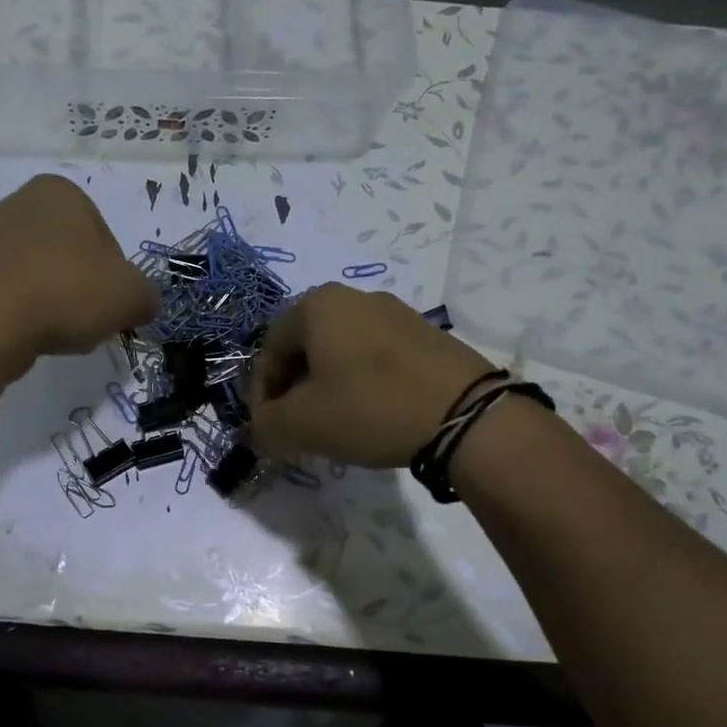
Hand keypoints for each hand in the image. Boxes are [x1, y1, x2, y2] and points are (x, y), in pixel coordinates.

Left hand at [0, 175, 158, 373]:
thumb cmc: (64, 292)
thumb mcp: (131, 296)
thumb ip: (146, 296)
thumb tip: (141, 305)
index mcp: (60, 192)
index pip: (106, 239)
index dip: (117, 279)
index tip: (113, 307)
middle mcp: (16, 203)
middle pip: (69, 256)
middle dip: (82, 289)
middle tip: (87, 323)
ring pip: (37, 276)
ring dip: (51, 303)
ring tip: (53, 334)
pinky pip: (6, 295)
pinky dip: (20, 315)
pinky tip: (23, 337)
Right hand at [247, 284, 495, 466]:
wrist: (466, 415)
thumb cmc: (370, 408)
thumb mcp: (302, 423)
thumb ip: (266, 424)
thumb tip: (261, 426)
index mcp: (317, 306)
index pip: (268, 350)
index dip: (261, 394)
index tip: (267, 428)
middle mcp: (354, 298)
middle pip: (305, 348)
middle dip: (293, 390)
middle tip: (296, 428)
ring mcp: (395, 313)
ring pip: (340, 353)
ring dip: (326, 389)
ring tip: (333, 426)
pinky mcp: (425, 335)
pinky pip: (374, 358)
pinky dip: (360, 385)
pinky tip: (370, 416)